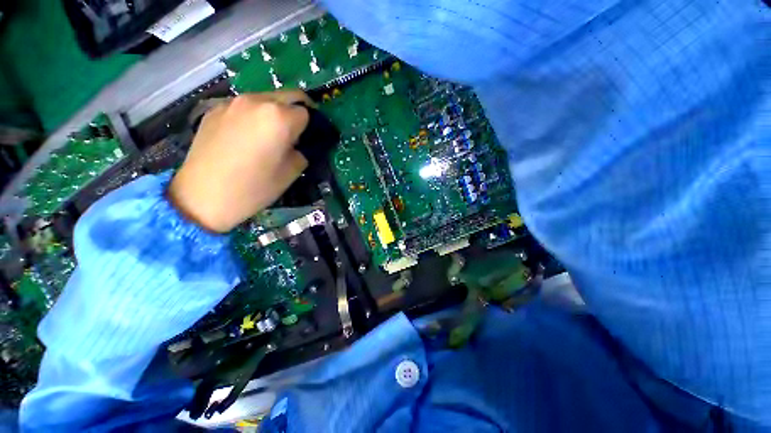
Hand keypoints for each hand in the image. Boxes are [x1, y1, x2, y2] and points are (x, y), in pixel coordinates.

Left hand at [169, 91, 311, 232]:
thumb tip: (297, 145)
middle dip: (296, 112)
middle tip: (295, 133)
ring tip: (268, 136)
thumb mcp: (291, 173)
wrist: (203, 197)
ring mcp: (233, 102)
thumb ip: (301, 152)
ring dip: (274, 112)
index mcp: (279, 118)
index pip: (306, 113)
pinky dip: (253, 115)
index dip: (310, 127)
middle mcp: (257, 101)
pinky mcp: (214, 109)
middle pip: (288, 96)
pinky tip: (245, 137)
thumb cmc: (254, 188)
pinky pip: (244, 106)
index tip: (306, 140)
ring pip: (266, 99)